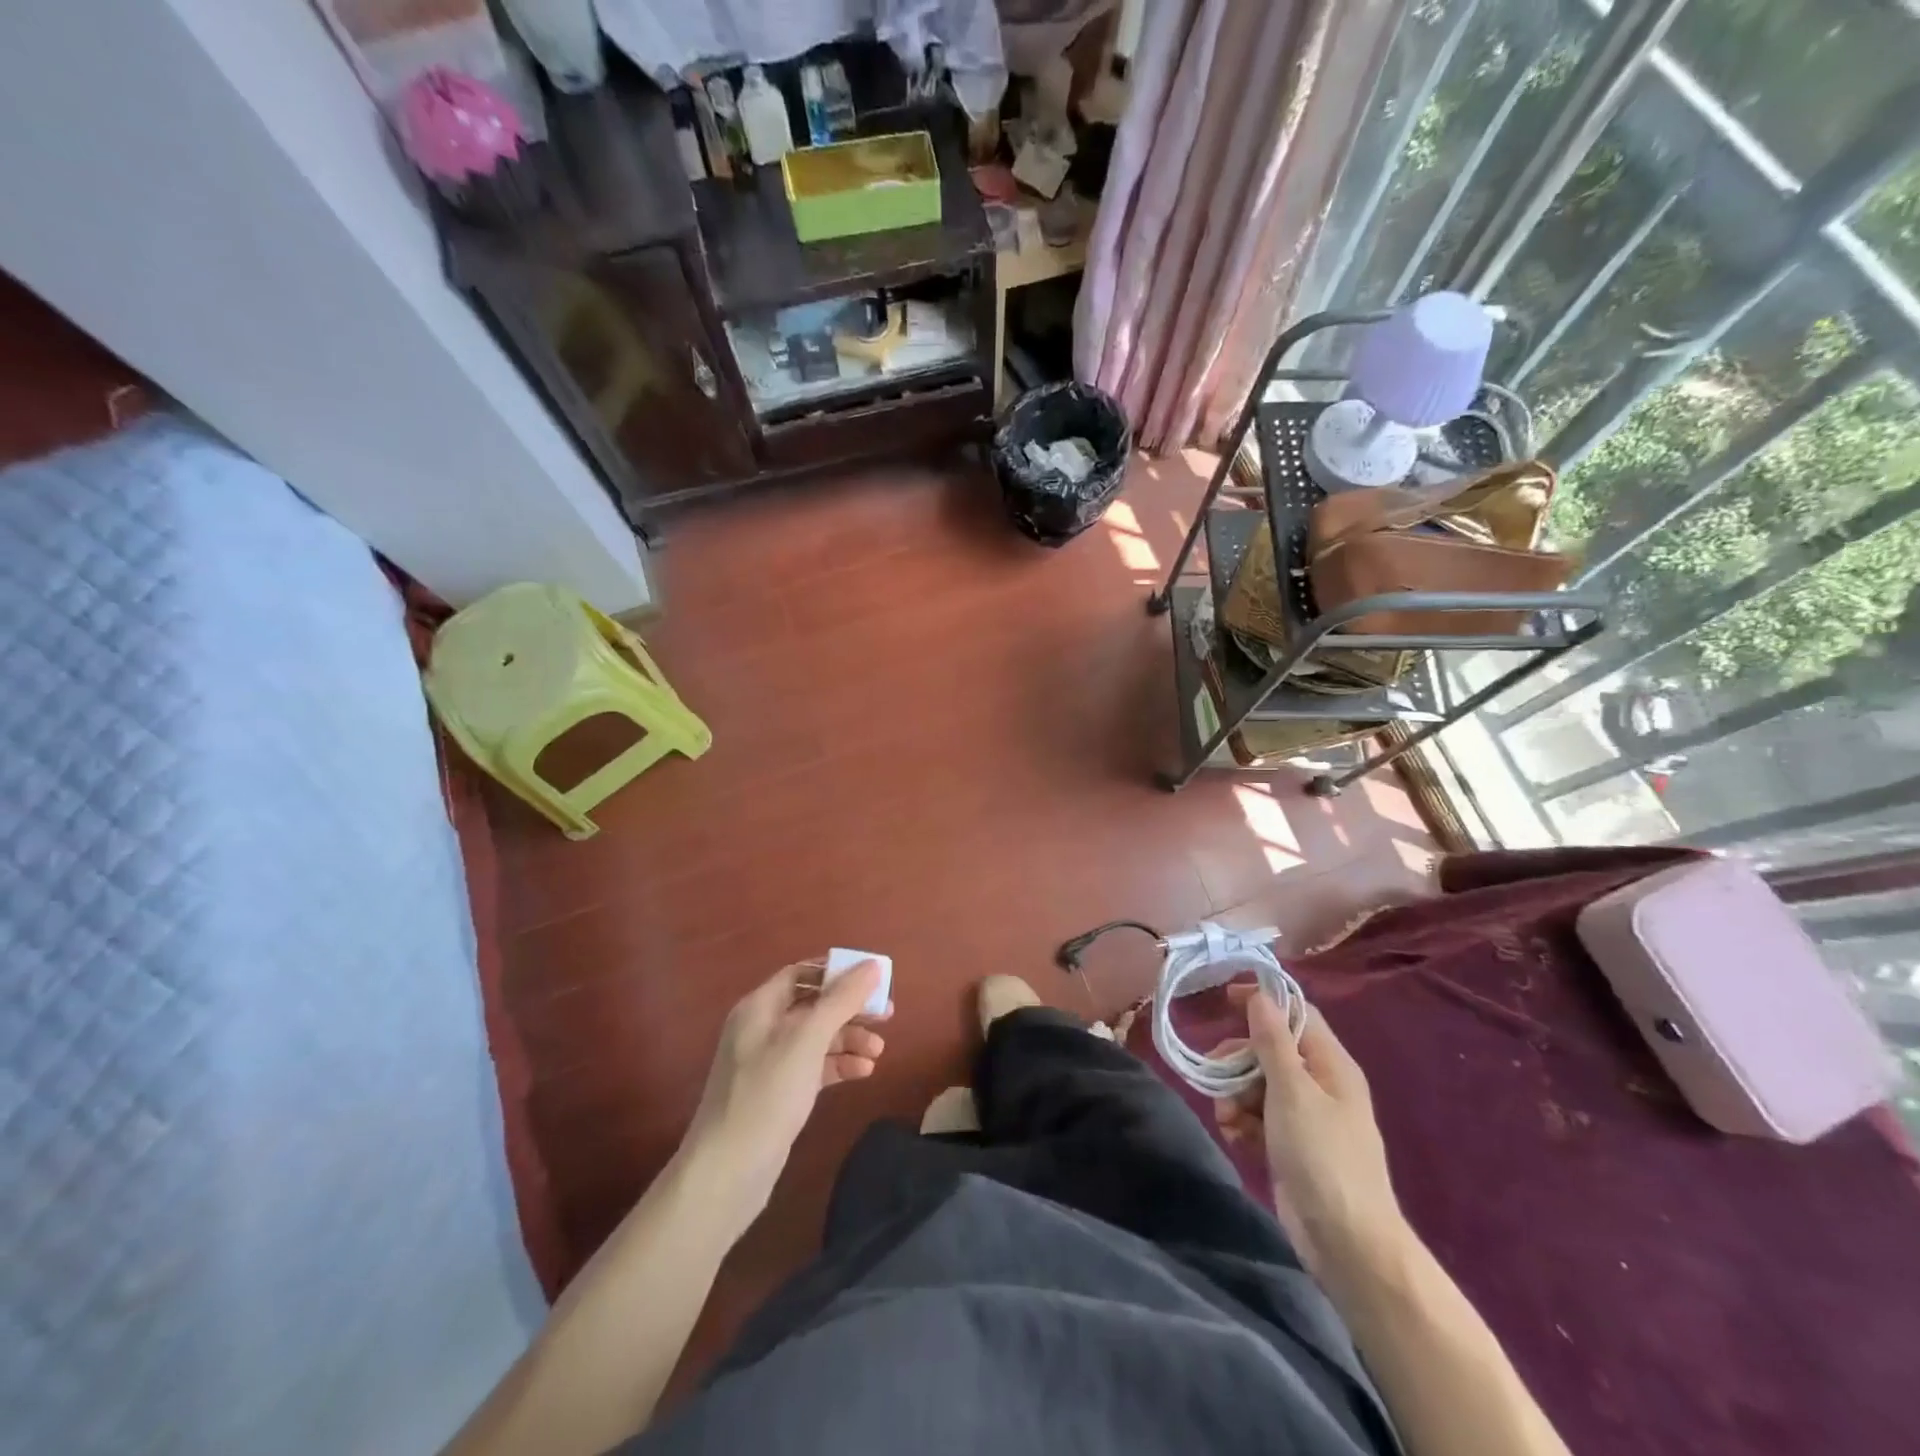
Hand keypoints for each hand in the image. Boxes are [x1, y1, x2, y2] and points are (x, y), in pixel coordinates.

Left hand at [681, 959, 889, 1230]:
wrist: (728, 1172)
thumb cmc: (767, 1094)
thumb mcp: (807, 1040)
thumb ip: (841, 1000)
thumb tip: (872, 965)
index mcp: (760, 1007)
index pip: (801, 973)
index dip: (836, 972)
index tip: (872, 978)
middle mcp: (762, 1028)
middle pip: (814, 1005)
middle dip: (850, 1008)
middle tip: (887, 1014)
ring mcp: (770, 1063)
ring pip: (817, 1037)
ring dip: (849, 1038)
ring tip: (879, 1051)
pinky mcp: (779, 1093)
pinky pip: (815, 1066)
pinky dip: (839, 1065)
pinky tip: (864, 1072)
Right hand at [1211, 988, 1404, 1273]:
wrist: (1347, 1243)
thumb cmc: (1322, 1156)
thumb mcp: (1292, 1091)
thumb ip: (1273, 1041)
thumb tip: (1260, 996)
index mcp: (1330, 1064)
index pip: (1296, 1014)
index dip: (1262, 1003)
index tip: (1224, 1000)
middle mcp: (1320, 1085)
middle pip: (1270, 1051)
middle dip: (1238, 1061)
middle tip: (1215, 1075)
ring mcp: (1306, 1118)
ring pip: (1258, 1085)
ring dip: (1235, 1096)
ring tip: (1227, 1120)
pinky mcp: (1292, 1147)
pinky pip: (1259, 1119)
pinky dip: (1244, 1124)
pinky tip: (1237, 1139)